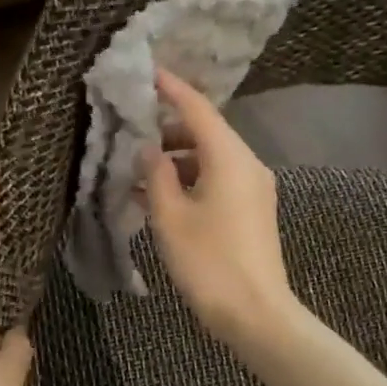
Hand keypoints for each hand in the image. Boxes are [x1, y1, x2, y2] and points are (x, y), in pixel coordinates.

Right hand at [142, 69, 298, 349]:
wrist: (255, 313)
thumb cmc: (208, 262)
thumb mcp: (170, 216)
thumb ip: (155, 174)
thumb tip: (148, 149)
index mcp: (229, 158)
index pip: (197, 109)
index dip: (171, 89)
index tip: (147, 72)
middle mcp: (246, 164)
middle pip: (205, 132)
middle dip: (167, 130)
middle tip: (131, 133)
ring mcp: (252, 188)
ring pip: (209, 158)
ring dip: (175, 160)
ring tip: (138, 172)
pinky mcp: (251, 210)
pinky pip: (217, 181)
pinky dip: (189, 181)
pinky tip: (159, 196)